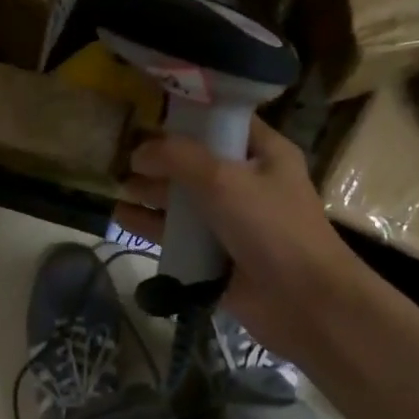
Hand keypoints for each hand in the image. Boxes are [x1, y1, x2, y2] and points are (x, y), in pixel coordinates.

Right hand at [115, 118, 381, 361]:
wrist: (302, 301)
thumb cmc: (271, 228)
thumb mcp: (225, 180)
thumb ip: (179, 159)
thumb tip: (139, 152)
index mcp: (265, 153)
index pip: (223, 122)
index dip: (187, 118)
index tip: (148, 117)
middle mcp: (248, 182)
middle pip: (197, 162)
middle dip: (160, 159)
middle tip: (122, 157)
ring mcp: (232, 221)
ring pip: (184, 200)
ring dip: (152, 193)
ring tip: (116, 187)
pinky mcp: (216, 255)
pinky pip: (179, 235)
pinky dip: (153, 226)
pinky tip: (122, 218)